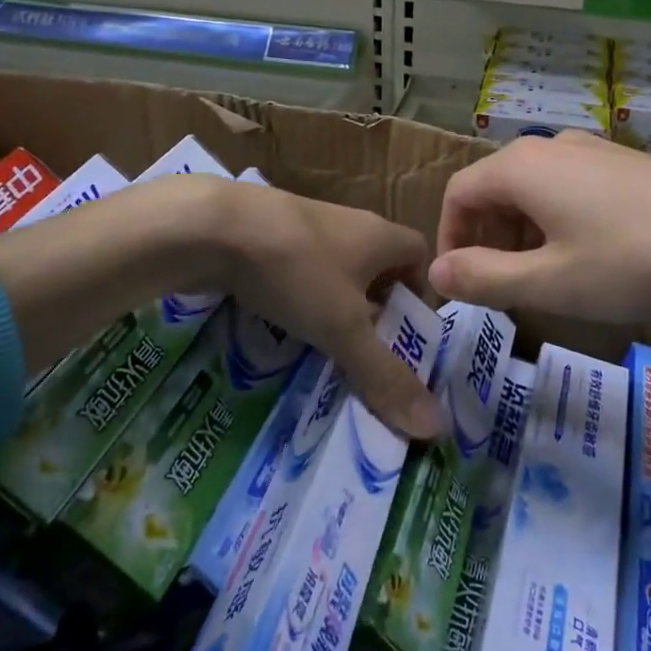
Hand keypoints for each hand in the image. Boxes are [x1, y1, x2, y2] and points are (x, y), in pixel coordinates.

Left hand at [0, 176, 437, 438]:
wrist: (213, 225)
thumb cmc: (296, 271)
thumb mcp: (344, 329)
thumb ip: (385, 376)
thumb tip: (436, 427)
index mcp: (380, 235)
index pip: (419, 254)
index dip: (419, 291)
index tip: (406, 332)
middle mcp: (350, 223)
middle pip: (377, 264)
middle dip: (376, 307)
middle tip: (366, 351)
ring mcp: (307, 223)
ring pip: (335, 267)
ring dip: (335, 303)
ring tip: (324, 346)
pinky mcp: (269, 231)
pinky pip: (299, 266)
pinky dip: (298, 295)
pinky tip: (280, 324)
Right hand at [431, 132, 650, 322]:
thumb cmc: (633, 259)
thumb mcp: (550, 282)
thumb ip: (485, 278)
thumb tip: (437, 272)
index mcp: (521, 166)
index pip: (458, 193)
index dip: (449, 239)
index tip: (461, 284)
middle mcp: (551, 145)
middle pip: (494, 189)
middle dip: (487, 239)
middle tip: (501, 288)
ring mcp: (593, 149)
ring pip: (534, 189)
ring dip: (522, 233)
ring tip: (544, 279)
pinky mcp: (624, 163)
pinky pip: (569, 187)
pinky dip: (557, 222)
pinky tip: (590, 256)